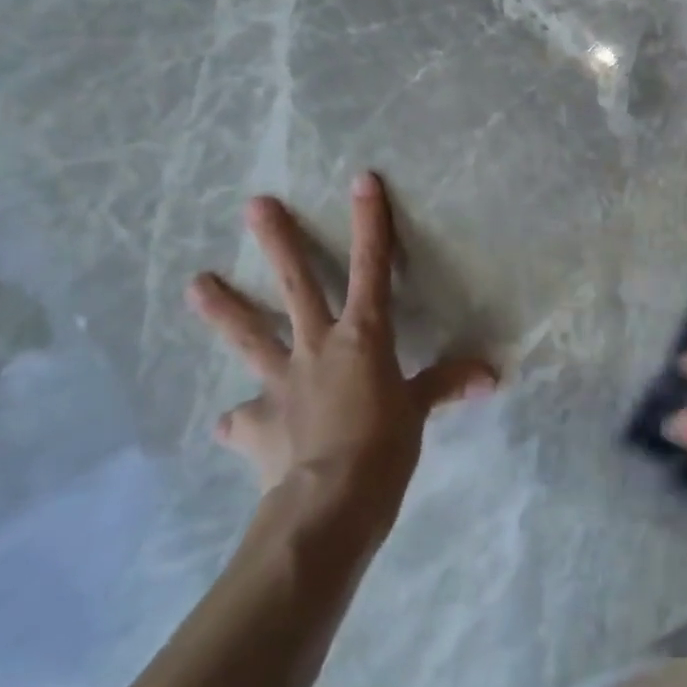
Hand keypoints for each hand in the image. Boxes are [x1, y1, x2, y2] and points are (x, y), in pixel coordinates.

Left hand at [188, 172, 494, 502]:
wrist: (328, 505)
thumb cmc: (384, 447)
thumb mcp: (420, 412)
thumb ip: (446, 384)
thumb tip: (491, 375)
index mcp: (362, 337)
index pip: (372, 268)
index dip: (369, 224)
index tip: (361, 180)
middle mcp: (316, 348)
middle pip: (296, 286)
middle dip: (279, 243)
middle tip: (254, 205)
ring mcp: (280, 384)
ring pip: (251, 337)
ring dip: (224, 310)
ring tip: (195, 284)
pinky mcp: (257, 425)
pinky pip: (244, 419)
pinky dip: (241, 419)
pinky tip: (231, 423)